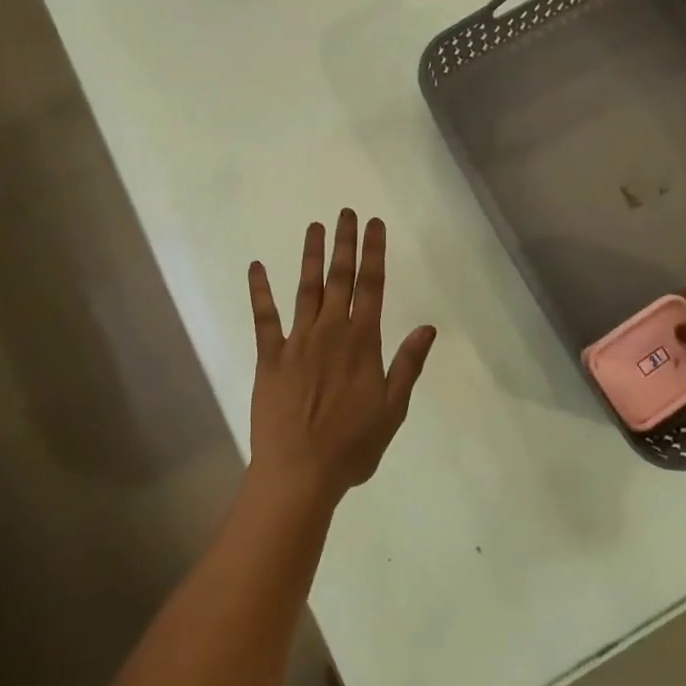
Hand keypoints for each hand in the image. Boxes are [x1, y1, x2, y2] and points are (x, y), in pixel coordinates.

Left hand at [246, 209, 436, 511]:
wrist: (299, 473)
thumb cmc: (352, 446)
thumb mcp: (392, 409)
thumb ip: (408, 365)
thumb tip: (428, 327)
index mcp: (362, 342)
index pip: (372, 287)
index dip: (374, 252)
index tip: (374, 224)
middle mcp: (330, 332)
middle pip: (340, 278)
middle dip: (345, 243)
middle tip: (346, 212)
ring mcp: (297, 341)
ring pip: (306, 289)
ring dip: (310, 256)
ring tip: (315, 226)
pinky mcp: (269, 356)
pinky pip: (264, 317)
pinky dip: (260, 291)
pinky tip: (257, 267)